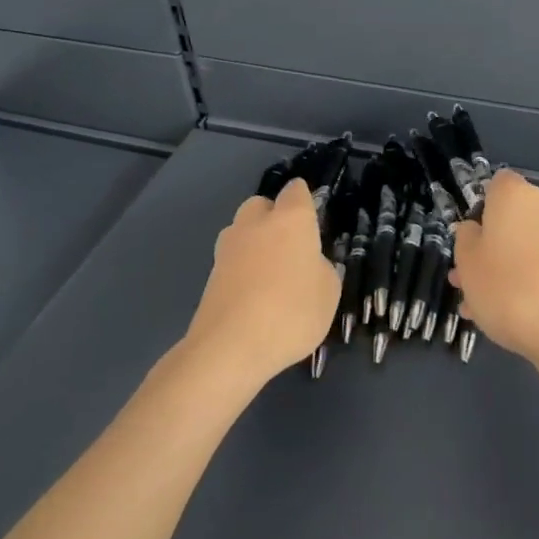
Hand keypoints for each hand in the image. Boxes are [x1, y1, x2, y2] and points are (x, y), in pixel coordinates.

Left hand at [188, 179, 339, 385]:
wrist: (230, 347)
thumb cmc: (292, 311)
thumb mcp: (329, 292)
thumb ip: (322, 269)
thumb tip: (309, 264)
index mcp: (291, 218)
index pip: (296, 190)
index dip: (304, 201)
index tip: (313, 219)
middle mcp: (256, 223)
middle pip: (262, 205)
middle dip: (273, 217)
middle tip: (290, 247)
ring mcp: (228, 248)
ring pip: (242, 231)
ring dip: (254, 243)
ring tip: (269, 274)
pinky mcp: (209, 275)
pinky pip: (231, 261)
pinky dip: (241, 270)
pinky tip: (252, 297)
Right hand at [449, 170, 538, 394]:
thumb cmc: (508, 286)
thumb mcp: (468, 261)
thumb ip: (465, 238)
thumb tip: (475, 229)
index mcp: (514, 194)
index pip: (495, 184)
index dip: (478, 207)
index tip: (466, 236)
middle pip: (508, 219)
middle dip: (486, 246)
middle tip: (464, 278)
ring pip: (521, 247)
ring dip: (500, 269)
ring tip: (477, 305)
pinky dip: (522, 283)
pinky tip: (502, 316)